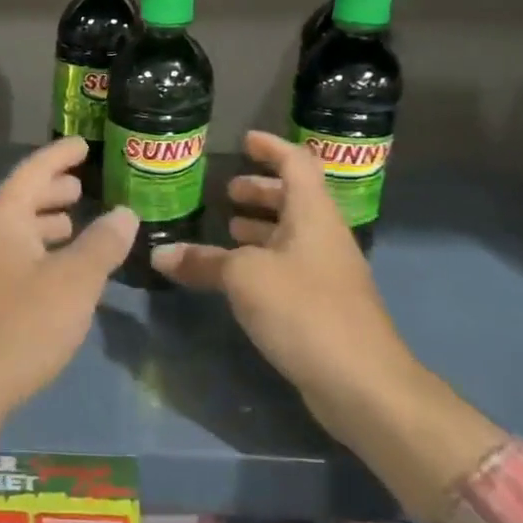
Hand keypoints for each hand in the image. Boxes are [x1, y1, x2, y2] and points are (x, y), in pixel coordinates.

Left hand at [0, 138, 137, 493]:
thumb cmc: (18, 329)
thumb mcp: (73, 284)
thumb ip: (102, 244)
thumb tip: (124, 213)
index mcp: (0, 217)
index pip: (34, 170)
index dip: (60, 154)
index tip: (82, 144)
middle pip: (18, 199)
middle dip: (51, 190)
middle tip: (80, 187)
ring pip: (10, 231)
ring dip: (41, 223)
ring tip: (70, 225)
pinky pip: (3, 256)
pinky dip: (31, 251)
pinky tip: (49, 272)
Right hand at [151, 130, 414, 400]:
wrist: (361, 382)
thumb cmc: (304, 310)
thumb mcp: (244, 278)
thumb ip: (203, 262)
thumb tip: (160, 254)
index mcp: (313, 215)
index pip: (297, 163)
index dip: (272, 147)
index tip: (244, 140)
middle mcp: (324, 237)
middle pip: (296, 199)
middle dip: (262, 189)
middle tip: (227, 191)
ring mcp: (327, 273)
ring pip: (292, 235)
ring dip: (261, 226)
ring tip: (227, 227)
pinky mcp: (323, 305)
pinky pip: (289, 266)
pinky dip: (263, 259)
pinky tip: (238, 276)